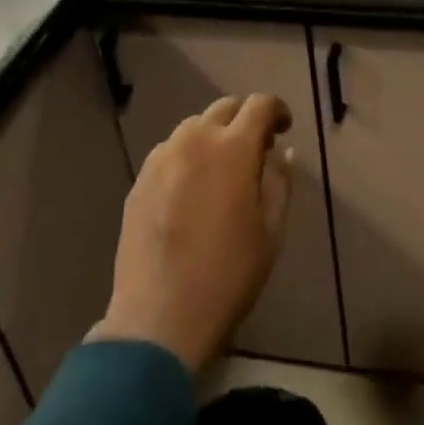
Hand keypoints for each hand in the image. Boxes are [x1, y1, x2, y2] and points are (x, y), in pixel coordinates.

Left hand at [91, 93, 294, 372]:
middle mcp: (195, 141)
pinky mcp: (139, 181)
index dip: (277, 110)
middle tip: (256, 149)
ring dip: (214, 136)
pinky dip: (187, 156)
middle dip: (244, 119)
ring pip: (193, 127)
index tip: (284, 129)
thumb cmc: (228, 275)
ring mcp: (161, 159)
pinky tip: (191, 190)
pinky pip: (169, 152)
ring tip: (221, 170)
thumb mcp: (270, 231)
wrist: (159, 319)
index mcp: (233, 149)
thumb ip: (279, 182)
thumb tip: (282, 152)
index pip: (260, 105)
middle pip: (224, 108)